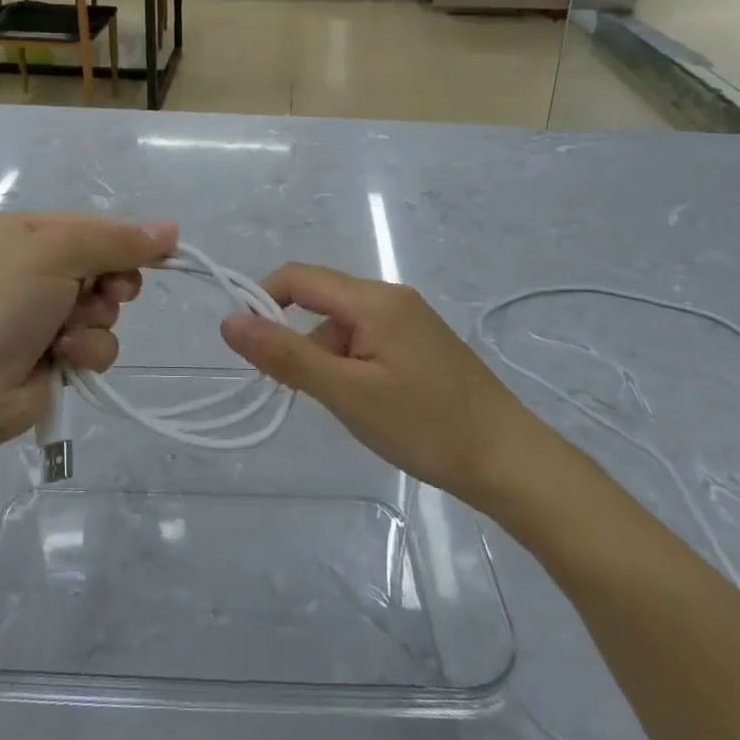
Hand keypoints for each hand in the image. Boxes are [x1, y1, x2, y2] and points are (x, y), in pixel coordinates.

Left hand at [0, 213, 177, 454]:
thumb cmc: (0, 304)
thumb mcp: (54, 253)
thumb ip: (115, 240)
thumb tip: (171, 228)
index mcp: (22, 232)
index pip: (91, 225)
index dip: (126, 239)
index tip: (161, 251)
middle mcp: (31, 268)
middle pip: (103, 265)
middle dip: (111, 282)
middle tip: (110, 293)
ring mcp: (42, 313)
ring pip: (104, 307)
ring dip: (96, 320)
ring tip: (68, 332)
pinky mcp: (54, 354)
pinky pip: (96, 342)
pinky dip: (87, 349)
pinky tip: (65, 356)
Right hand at [220, 263, 538, 504]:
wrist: (510, 461)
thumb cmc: (424, 425)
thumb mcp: (346, 393)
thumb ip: (286, 355)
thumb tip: (229, 320)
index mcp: (373, 299)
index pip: (299, 277)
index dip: (263, 299)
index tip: (247, 345)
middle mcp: (391, 297)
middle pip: (321, 301)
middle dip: (298, 339)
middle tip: (299, 392)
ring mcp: (410, 320)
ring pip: (343, 326)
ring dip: (326, 358)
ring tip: (345, 409)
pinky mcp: (421, 344)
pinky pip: (368, 340)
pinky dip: (350, 365)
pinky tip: (368, 405)